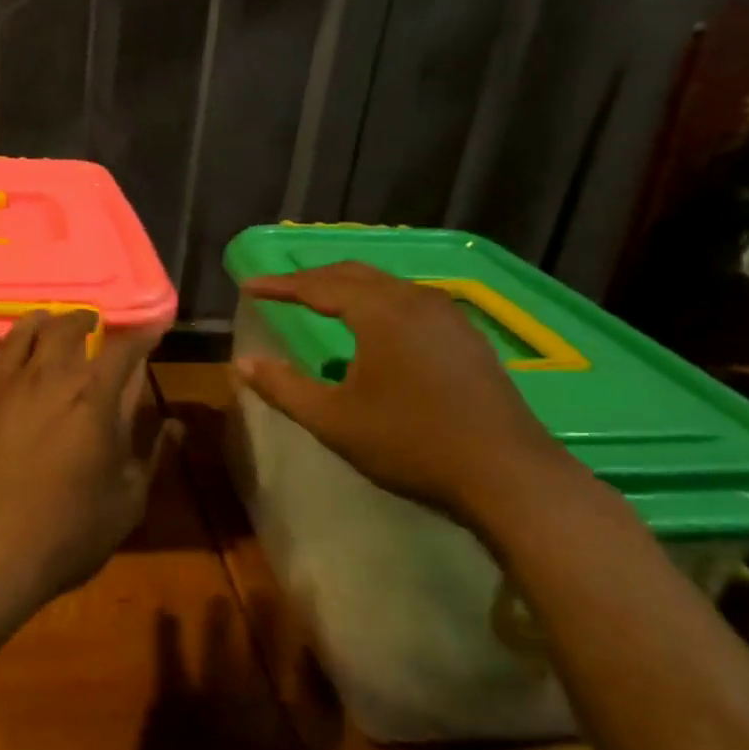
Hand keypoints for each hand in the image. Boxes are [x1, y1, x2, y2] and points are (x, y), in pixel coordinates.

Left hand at [0, 311, 158, 628]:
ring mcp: (3, 386)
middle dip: (86, 320)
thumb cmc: (66, 534)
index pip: (123, 350)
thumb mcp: (126, 501)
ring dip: (41, 321)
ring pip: (22, 332)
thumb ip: (151, 454)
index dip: (142, 337)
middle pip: (67, 328)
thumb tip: (174, 424)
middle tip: (94, 322)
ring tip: (48, 321)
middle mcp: (48, 378)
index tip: (152, 333)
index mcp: (94, 398)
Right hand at [234, 261, 578, 530]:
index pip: (318, 286)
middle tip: (279, 288)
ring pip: (386, 285)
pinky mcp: (466, 337)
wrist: (507, 475)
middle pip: (354, 274)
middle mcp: (415, 301)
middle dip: (312, 278)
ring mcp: (448, 316)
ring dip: (347, 287)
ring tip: (320, 300)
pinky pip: (410, 301)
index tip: (248, 287)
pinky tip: (375, 328)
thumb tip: (240, 364)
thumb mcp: (334, 420)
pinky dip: (377, 301)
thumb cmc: (410, 443)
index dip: (280, 286)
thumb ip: (283, 387)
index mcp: (380, 312)